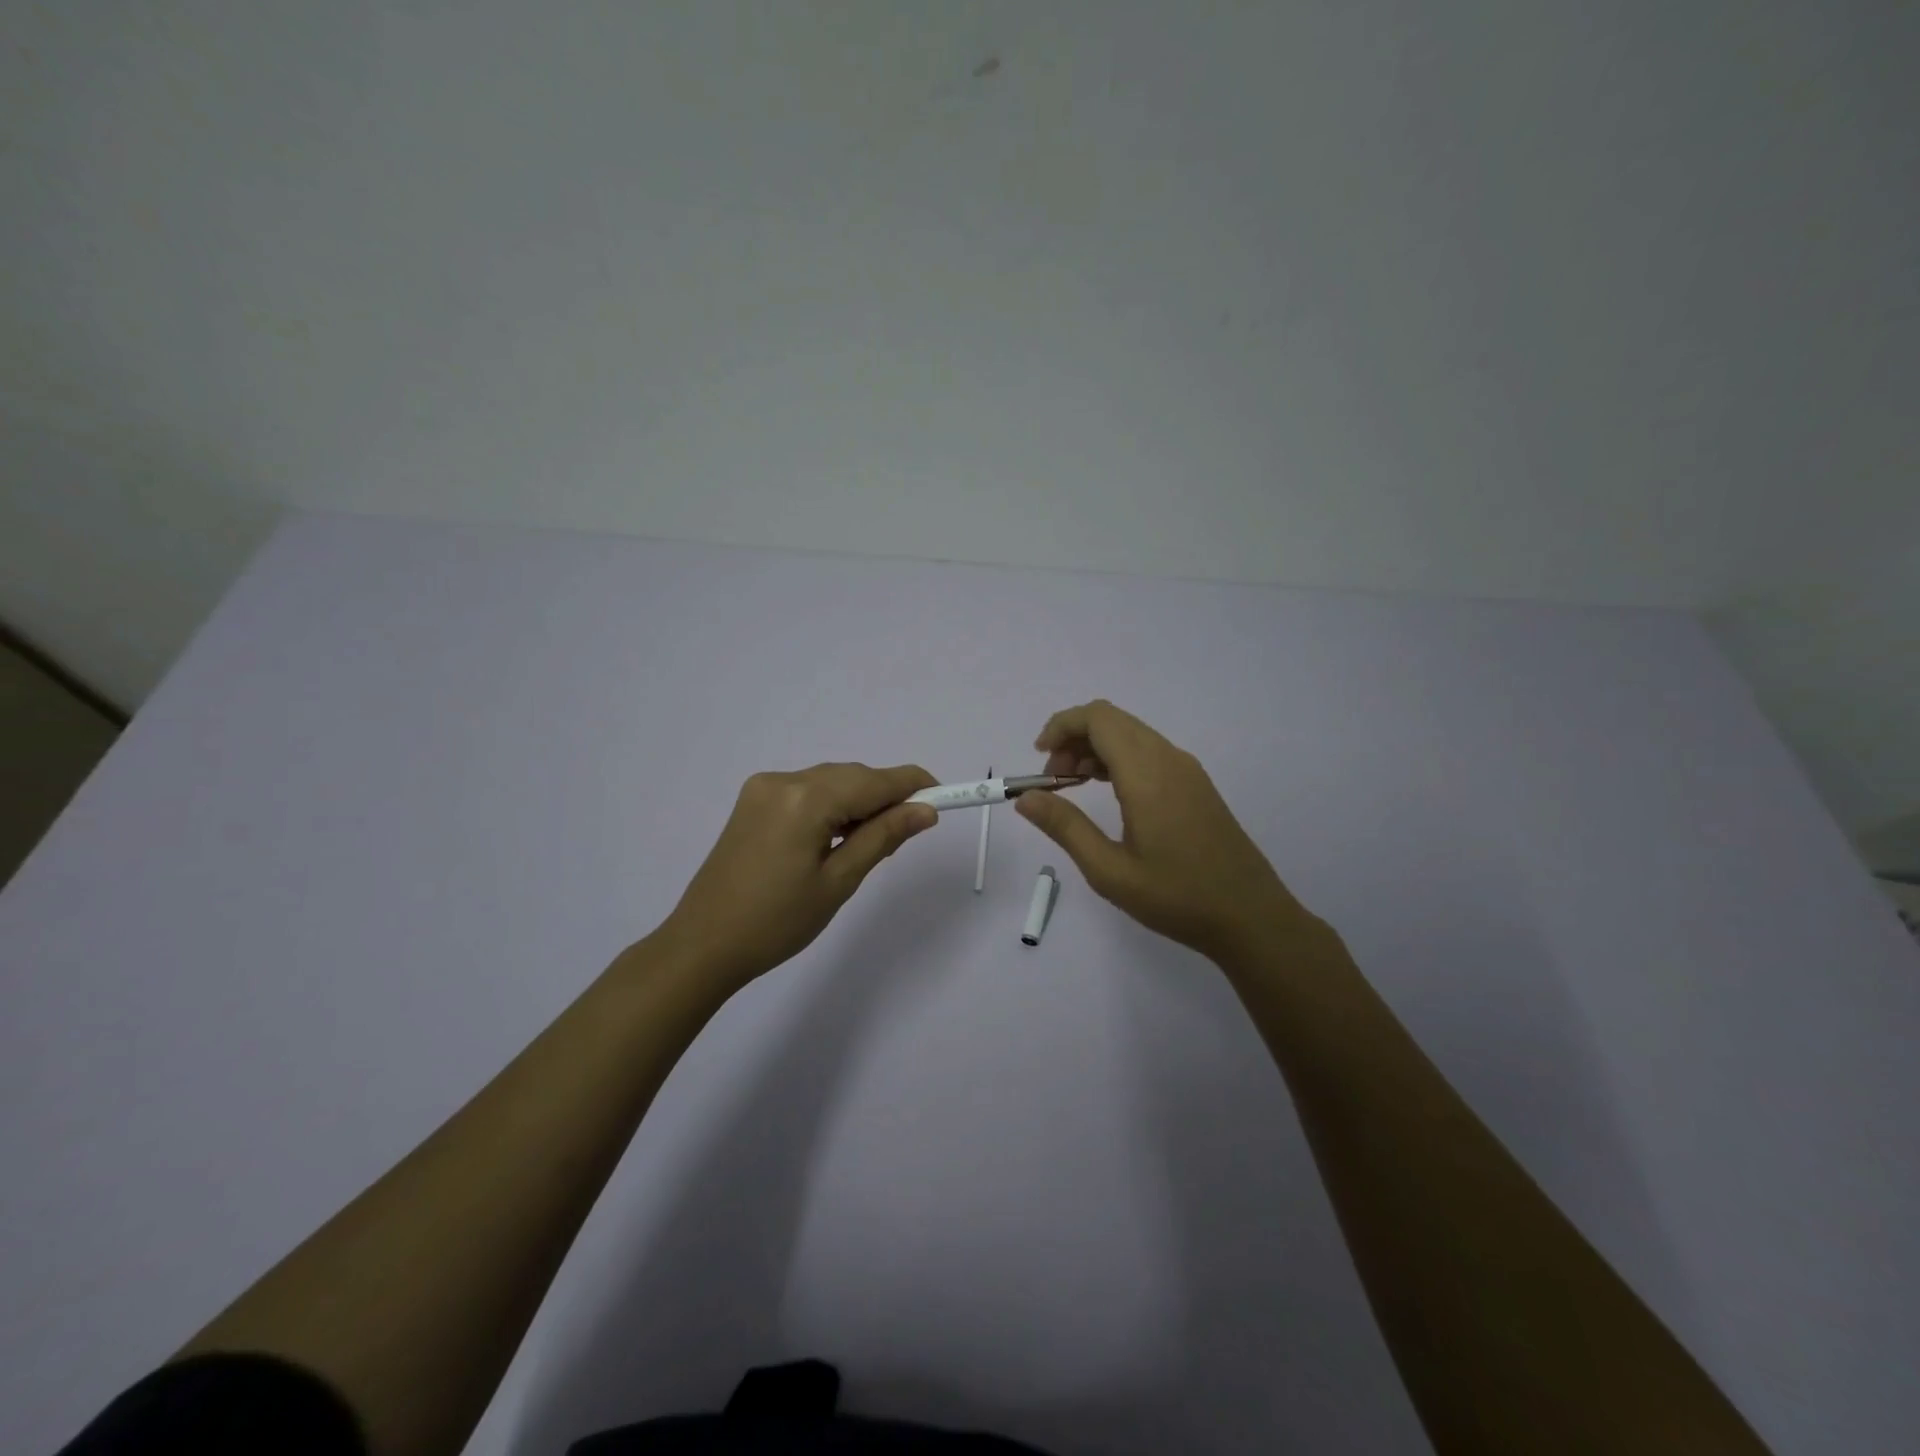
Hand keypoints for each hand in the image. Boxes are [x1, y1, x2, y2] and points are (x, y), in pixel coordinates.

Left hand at [650, 762, 937, 992]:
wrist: (702, 945)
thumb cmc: (776, 923)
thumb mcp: (839, 881)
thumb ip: (883, 837)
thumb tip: (926, 811)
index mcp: (805, 798)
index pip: (874, 780)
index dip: (913, 785)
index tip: (945, 797)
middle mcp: (783, 780)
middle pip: (852, 776)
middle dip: (885, 796)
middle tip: (907, 833)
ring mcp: (763, 788)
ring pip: (830, 781)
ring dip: (858, 802)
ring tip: (870, 843)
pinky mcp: (753, 801)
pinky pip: (807, 791)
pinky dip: (831, 806)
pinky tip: (837, 836)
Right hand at [1016, 700, 1315, 961]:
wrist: (1251, 916)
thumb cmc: (1177, 897)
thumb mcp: (1110, 870)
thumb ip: (1065, 828)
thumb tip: (1025, 798)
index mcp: (1147, 774)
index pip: (1098, 718)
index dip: (1061, 725)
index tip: (1039, 759)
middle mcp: (1169, 759)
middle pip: (1112, 721)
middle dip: (1073, 738)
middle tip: (1053, 781)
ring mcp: (1187, 770)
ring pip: (1131, 735)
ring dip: (1095, 749)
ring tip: (1074, 788)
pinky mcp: (1196, 784)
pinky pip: (1149, 752)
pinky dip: (1119, 760)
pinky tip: (1109, 794)